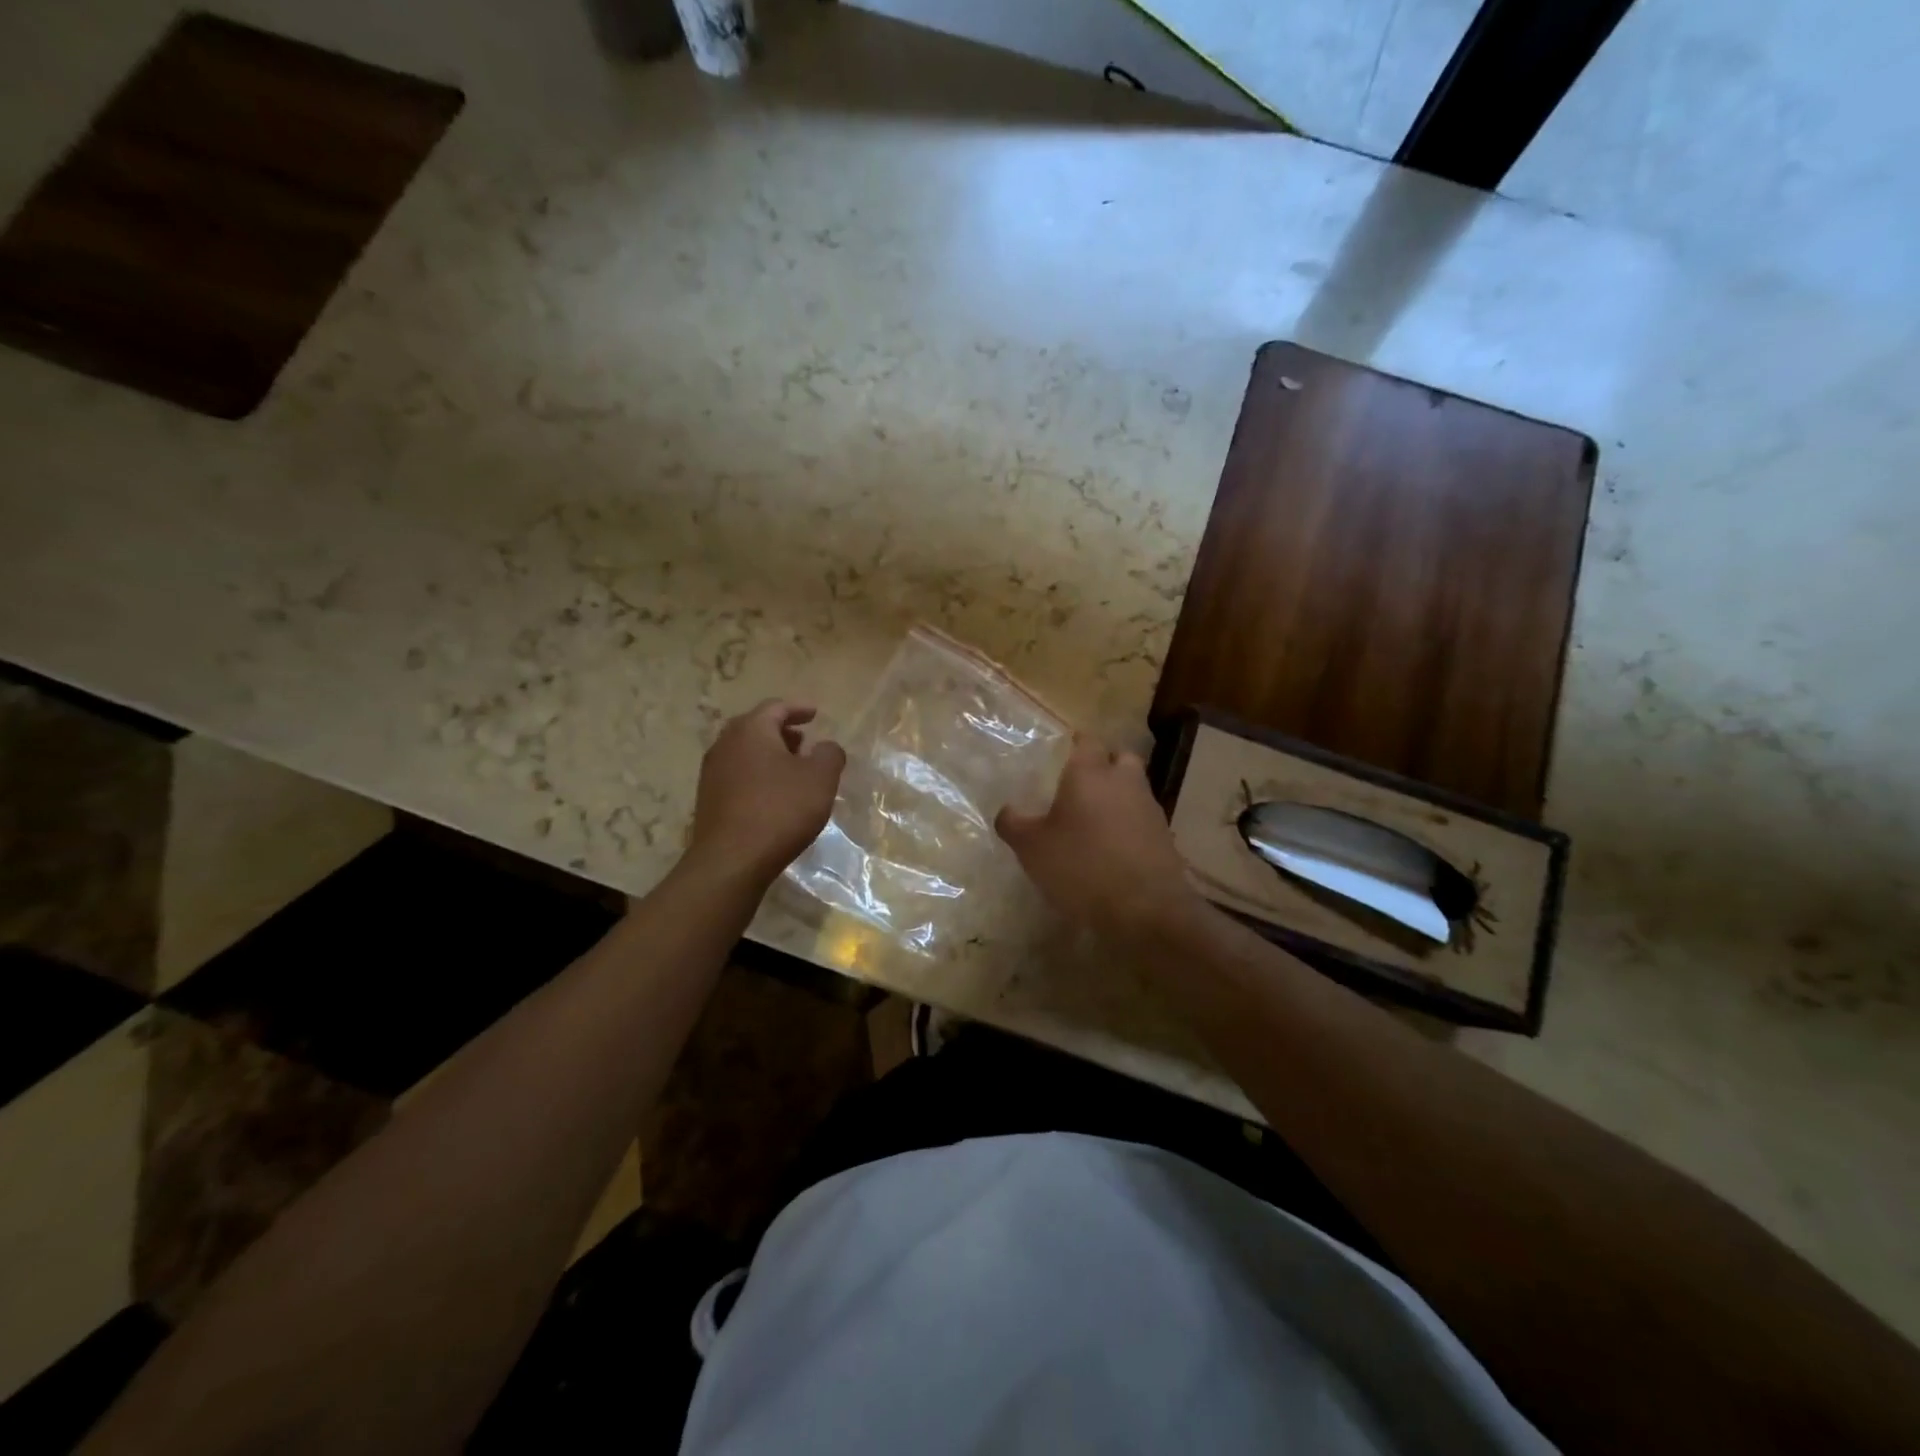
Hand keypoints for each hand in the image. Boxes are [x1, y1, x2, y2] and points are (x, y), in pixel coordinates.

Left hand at [686, 700, 846, 887]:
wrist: (731, 860)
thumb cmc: (780, 810)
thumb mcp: (820, 779)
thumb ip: (829, 755)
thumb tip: (825, 747)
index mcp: (751, 730)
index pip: (775, 707)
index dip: (798, 708)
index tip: (815, 714)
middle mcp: (726, 744)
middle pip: (755, 727)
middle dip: (781, 731)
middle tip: (803, 741)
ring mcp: (712, 772)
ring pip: (744, 752)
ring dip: (769, 754)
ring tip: (792, 769)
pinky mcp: (708, 799)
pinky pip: (737, 774)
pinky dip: (757, 774)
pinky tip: (773, 795)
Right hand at [995, 735, 1200, 939]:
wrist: (1145, 908)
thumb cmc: (1081, 866)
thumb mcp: (1032, 848)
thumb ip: (1013, 824)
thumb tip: (1006, 811)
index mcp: (1090, 774)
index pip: (1087, 741)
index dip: (1076, 744)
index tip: (1064, 752)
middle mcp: (1124, 781)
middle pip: (1120, 758)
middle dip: (1104, 764)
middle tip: (1082, 783)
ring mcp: (1149, 808)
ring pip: (1134, 788)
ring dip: (1119, 796)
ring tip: (1095, 819)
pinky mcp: (1165, 837)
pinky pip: (1143, 819)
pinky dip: (1130, 825)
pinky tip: (1113, 847)